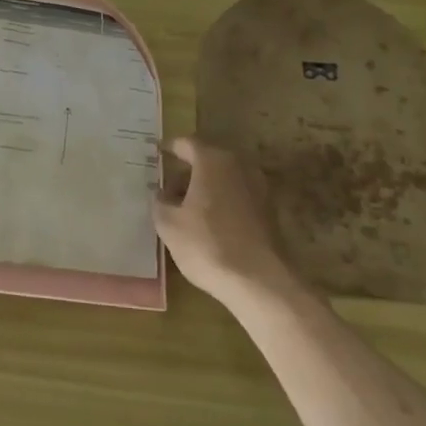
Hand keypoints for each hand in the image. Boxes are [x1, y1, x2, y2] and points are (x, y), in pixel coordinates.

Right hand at [155, 138, 297, 310]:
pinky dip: (221, 201)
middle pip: (207, 159)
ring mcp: (258, 187)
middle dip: (186, 172)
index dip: (169, 148)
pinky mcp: (269, 211)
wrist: (260, 282)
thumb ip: (160, 202)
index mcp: (213, 160)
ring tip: (184, 208)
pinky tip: (207, 223)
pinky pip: (237, 196)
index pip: (186, 144)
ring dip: (204, 188)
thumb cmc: (208, 245)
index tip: (157, 153)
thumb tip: (161, 194)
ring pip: (224, 178)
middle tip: (166, 187)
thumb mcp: (169, 224)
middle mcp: (239, 166)